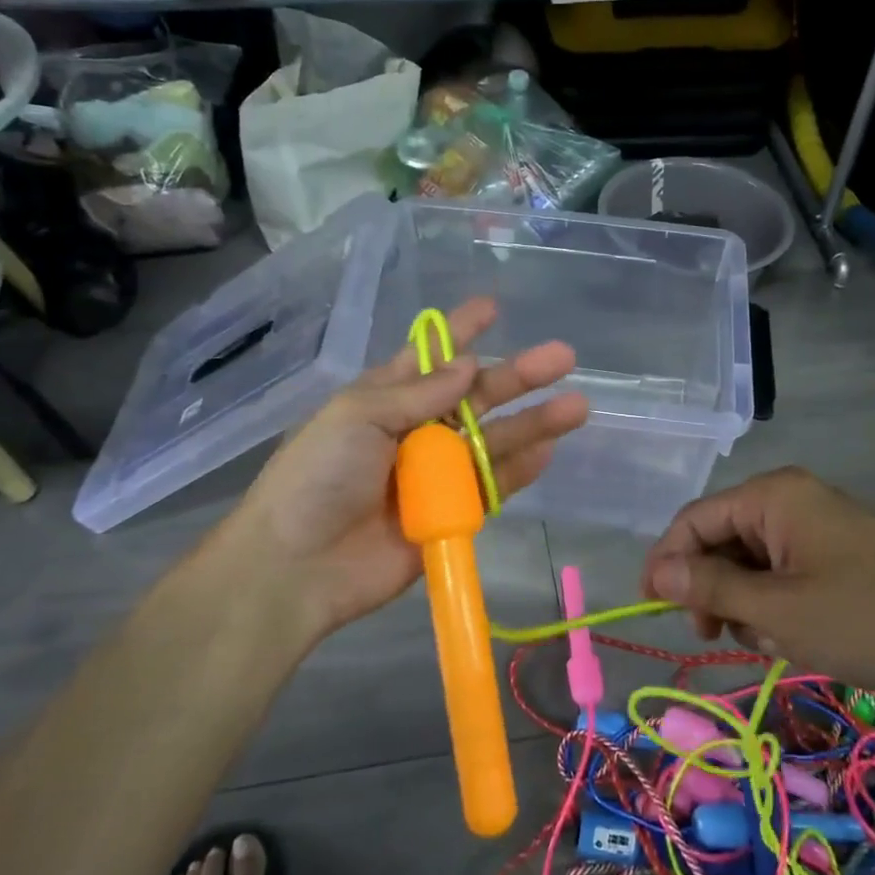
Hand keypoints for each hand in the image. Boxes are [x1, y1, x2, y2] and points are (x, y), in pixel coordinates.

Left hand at [200, 297, 588, 647]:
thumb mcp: (357, 417)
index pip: (429, 357)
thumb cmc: (318, 477)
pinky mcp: (452, 515)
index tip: (493, 307)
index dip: (460, 331)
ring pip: (494, 440)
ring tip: (576, 406)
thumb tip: (468, 364)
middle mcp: (416, 431)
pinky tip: (548, 449)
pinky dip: (520, 469)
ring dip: (533, 423)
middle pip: (476, 396)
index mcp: (385, 399)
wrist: (299, 567)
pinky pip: (492, 487)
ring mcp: (437, 474)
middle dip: (518, 376)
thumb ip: (417, 393)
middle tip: (563, 356)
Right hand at [640, 467, 874, 691]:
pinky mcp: (836, 551)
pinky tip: (794, 636)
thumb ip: (709, 585)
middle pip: (721, 538)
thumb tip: (657, 572)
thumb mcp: (776, 609)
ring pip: (750, 560)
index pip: (695, 519)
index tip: (650, 608)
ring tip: (772, 641)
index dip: (666, 561)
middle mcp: (790, 498)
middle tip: (713, 635)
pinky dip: (775, 603)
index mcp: (772, 495)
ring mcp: (817, 524)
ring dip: (745, 602)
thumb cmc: (864, 618)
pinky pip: (782, 570)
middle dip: (712, 587)